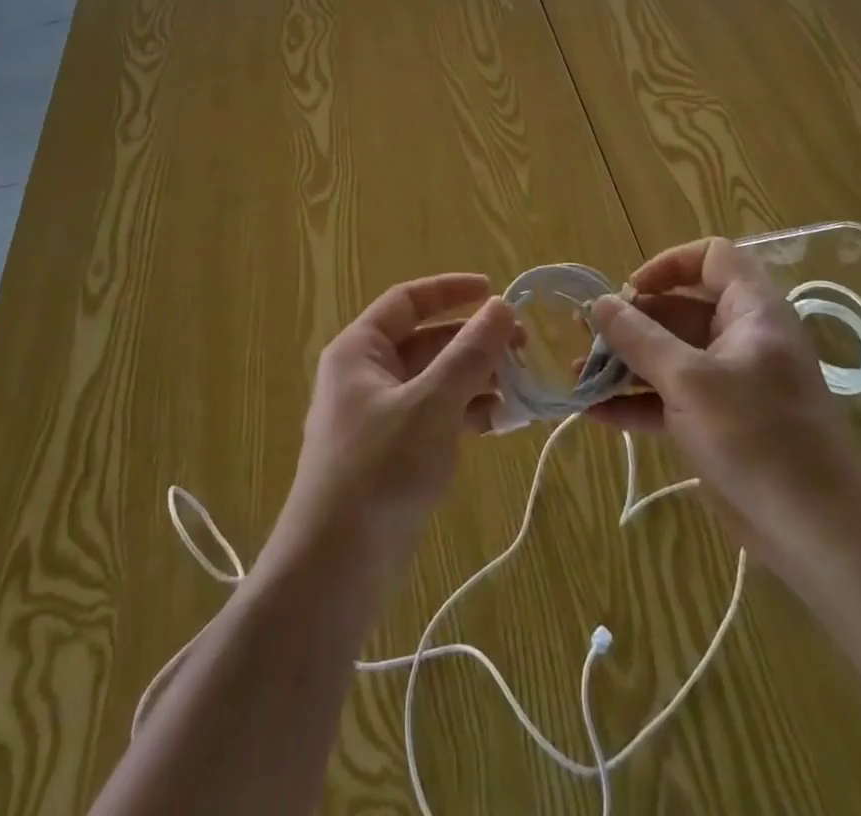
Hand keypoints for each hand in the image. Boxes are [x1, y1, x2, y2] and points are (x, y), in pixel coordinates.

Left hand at [268, 274, 516, 581]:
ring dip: (476, 379)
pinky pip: (435, 416)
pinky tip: (502, 422)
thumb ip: (469, 354)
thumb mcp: (431, 404)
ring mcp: (380, 417)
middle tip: (524, 346)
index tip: (496, 292)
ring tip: (522, 387)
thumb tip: (502, 306)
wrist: (336, 568)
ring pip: (435, 381)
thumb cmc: (380, 469)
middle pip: (426, 341)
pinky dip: (466, 413)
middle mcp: (366, 376)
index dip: (450, 291)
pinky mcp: (394, 453)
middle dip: (474, 342)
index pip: (407, 301)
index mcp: (360, 351)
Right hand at [587, 239, 860, 574]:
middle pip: (680, 310)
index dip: (669, 265)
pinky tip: (595, 412)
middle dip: (631, 322)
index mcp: (752, 312)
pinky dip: (638, 401)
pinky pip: (672, 397)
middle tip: (585, 336)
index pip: (713, 258)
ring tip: (578, 375)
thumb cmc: (757, 438)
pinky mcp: (720, 423)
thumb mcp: (689, 381)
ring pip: (671, 356)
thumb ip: (640, 338)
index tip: (630, 291)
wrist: (819, 535)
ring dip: (626, 363)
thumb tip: (599, 302)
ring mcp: (731, 383)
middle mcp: (741, 339)